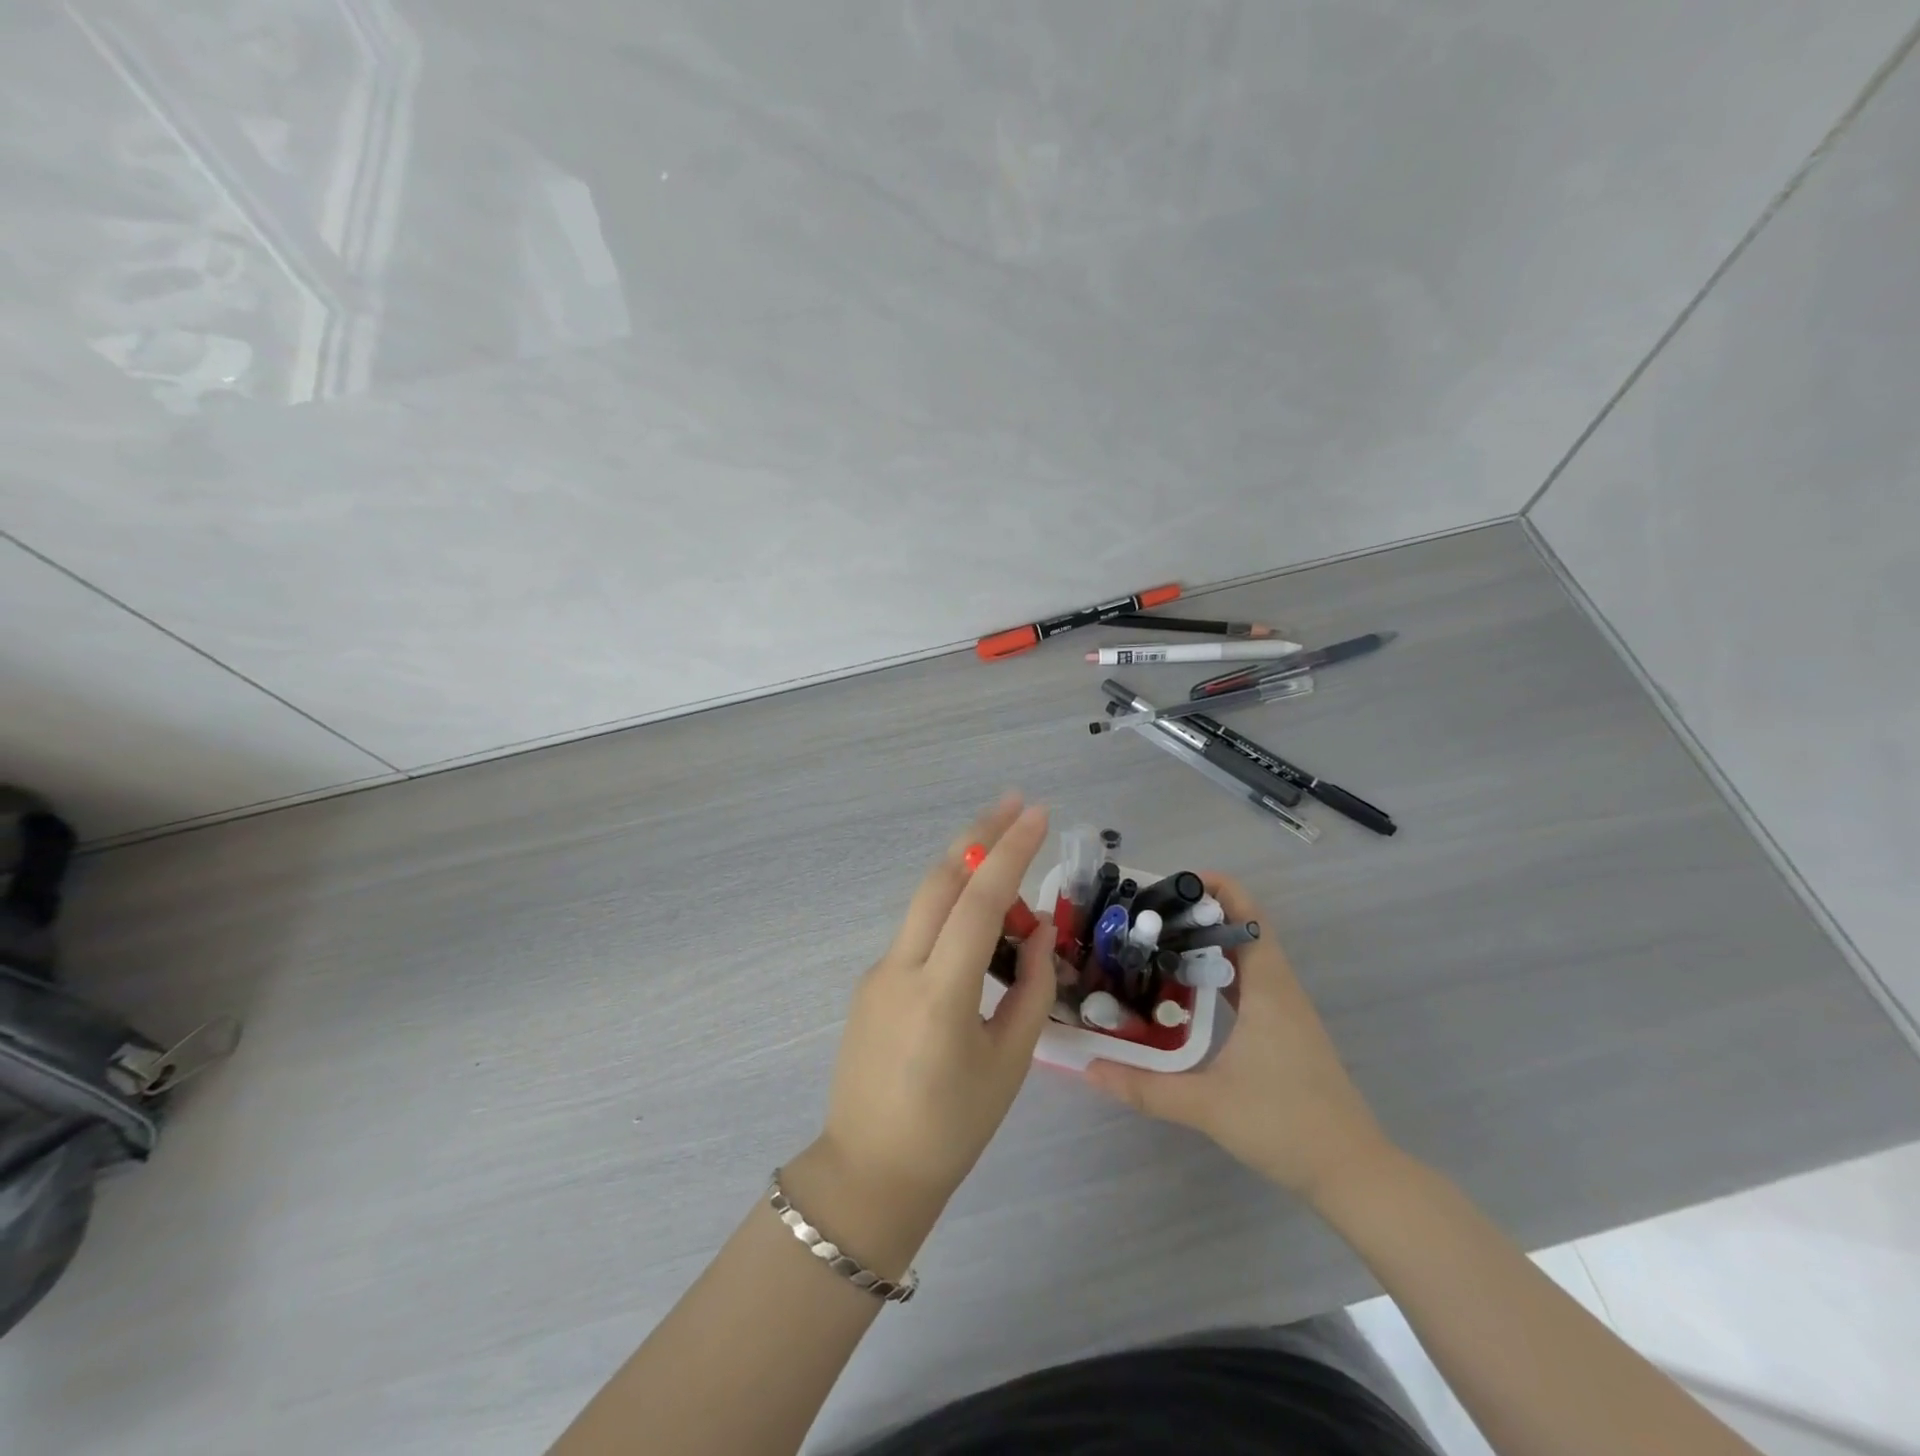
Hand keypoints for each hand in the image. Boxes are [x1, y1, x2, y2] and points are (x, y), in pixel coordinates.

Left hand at [804, 795, 1056, 1221]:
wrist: (870, 1171)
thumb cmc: (953, 1128)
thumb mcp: (1010, 1062)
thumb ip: (1032, 989)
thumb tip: (1039, 931)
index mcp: (941, 993)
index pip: (979, 902)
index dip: (1010, 853)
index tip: (1036, 814)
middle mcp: (901, 968)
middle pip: (940, 880)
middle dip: (978, 835)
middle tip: (1014, 803)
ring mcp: (878, 971)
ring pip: (926, 901)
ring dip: (965, 870)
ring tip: (1008, 861)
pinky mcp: (870, 982)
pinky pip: (918, 932)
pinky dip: (951, 912)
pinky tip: (978, 928)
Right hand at [1086, 874, 1395, 1204]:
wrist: (1352, 1173)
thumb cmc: (1285, 1125)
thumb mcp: (1207, 1105)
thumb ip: (1145, 1087)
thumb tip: (1088, 1069)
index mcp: (1268, 989)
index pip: (1249, 916)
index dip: (1217, 889)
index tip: (1172, 884)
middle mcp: (1280, 990)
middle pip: (1244, 930)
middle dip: (1199, 915)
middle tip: (1148, 916)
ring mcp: (1286, 1012)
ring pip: (1246, 959)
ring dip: (1208, 945)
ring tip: (1158, 945)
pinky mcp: (1285, 1033)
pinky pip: (1250, 985)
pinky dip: (1219, 975)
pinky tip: (1186, 992)